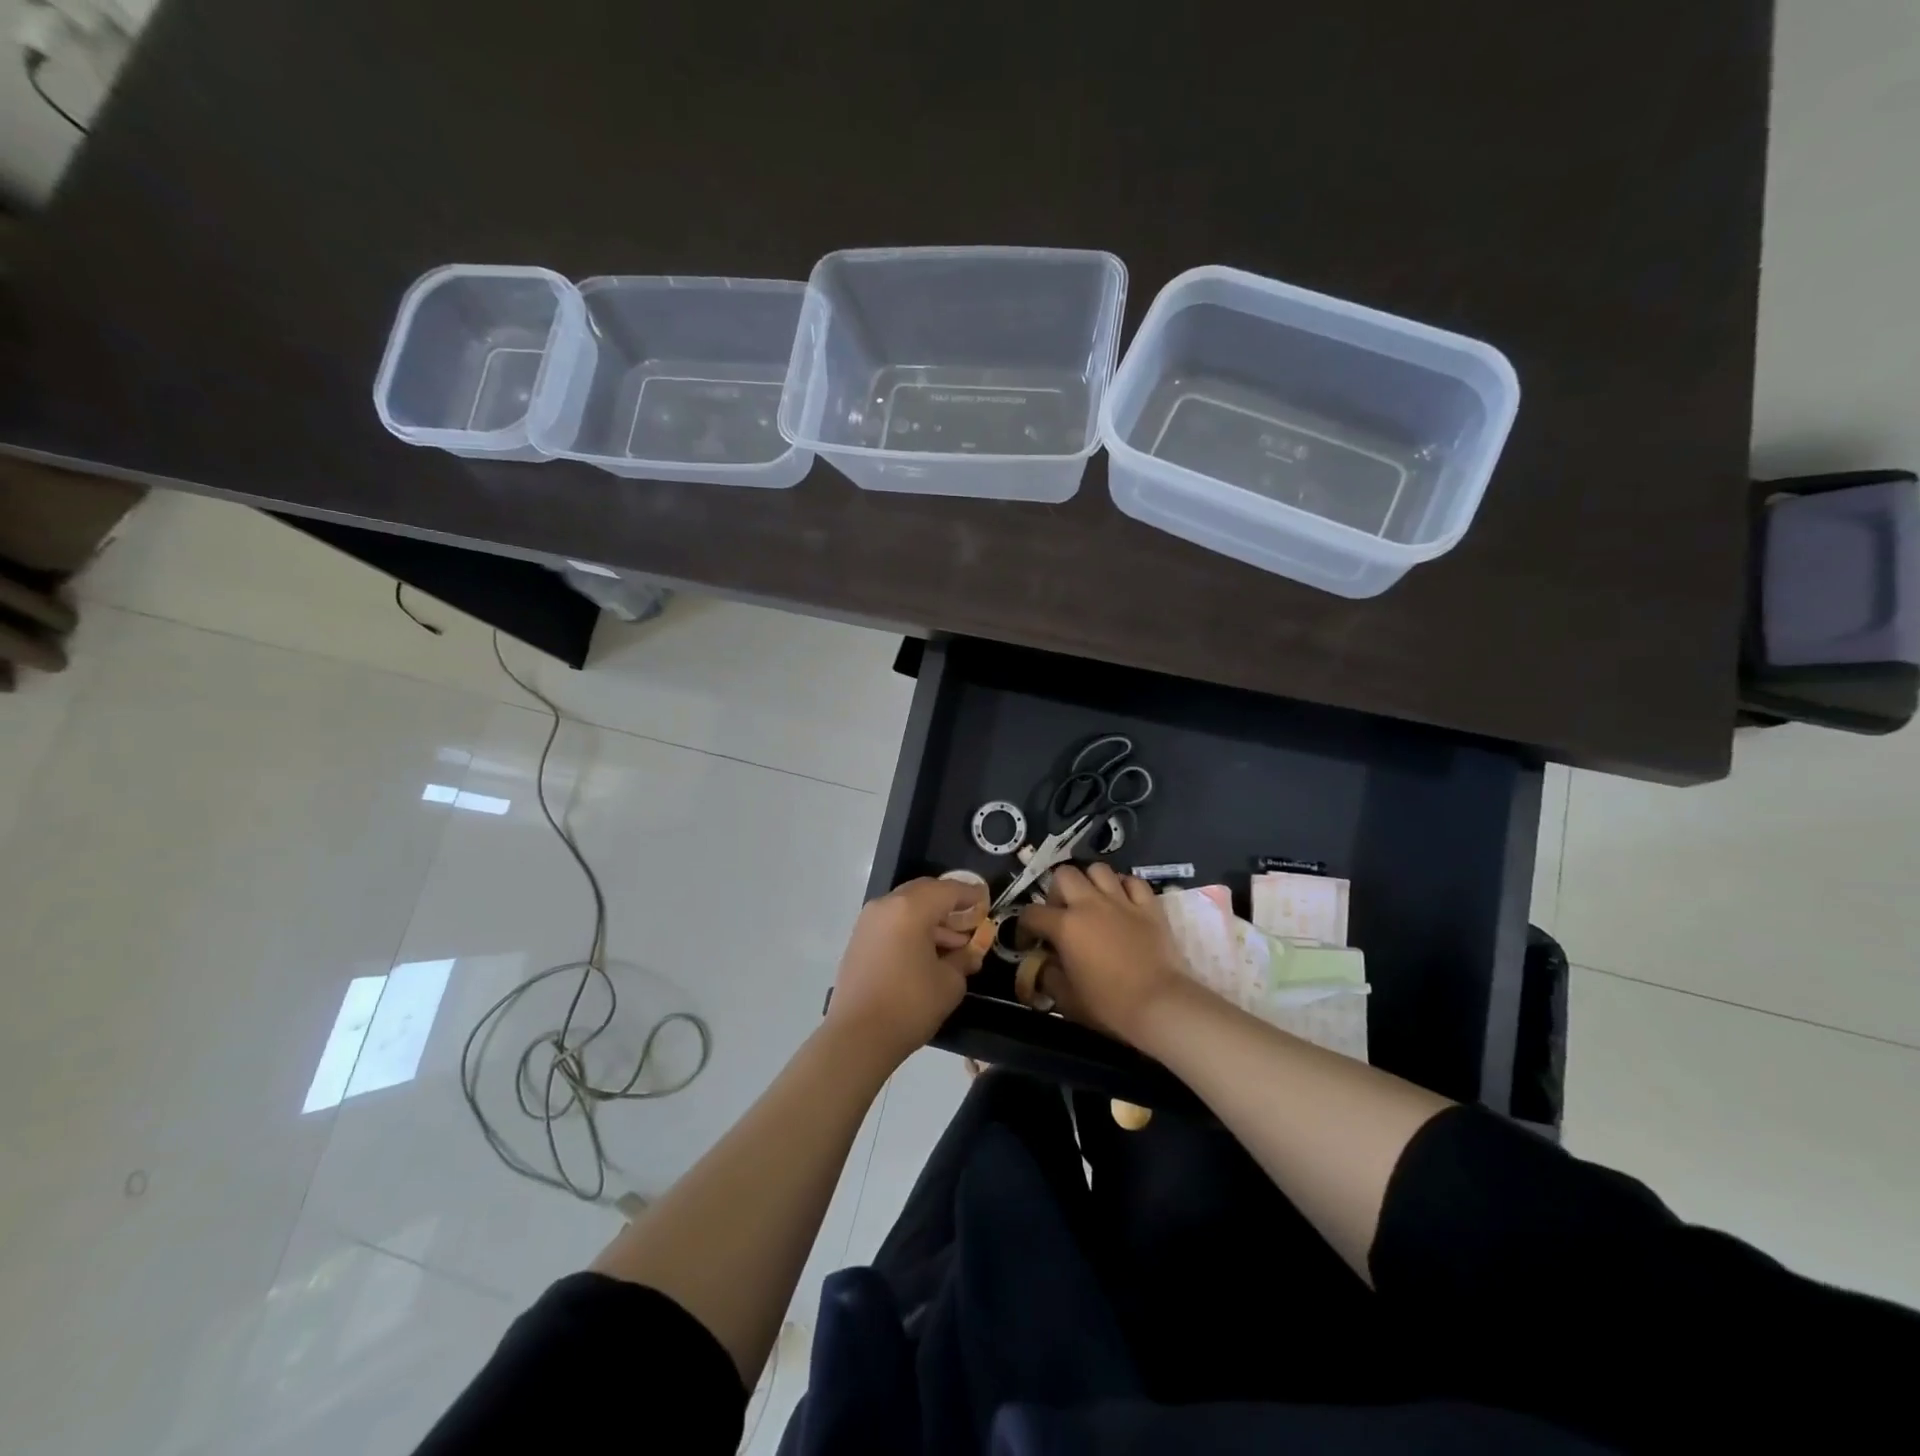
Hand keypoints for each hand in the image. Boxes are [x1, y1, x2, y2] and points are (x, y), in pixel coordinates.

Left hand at [826, 876, 987, 1067]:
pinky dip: (912, 927)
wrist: (856, 1037)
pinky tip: (927, 952)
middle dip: (949, 903)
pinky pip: (892, 921)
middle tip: (970, 921)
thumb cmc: (909, 1005)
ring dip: (931, 918)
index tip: (987, 901)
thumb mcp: (950, 982)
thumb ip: (964, 958)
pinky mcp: (859, 939)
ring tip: (953, 944)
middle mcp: (886, 905)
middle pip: (925, 891)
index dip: (971, 894)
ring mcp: (868, 921)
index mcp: (911, 908)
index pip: (949, 890)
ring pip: (907, 906)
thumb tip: (970, 950)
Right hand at [1019, 863, 1189, 1043]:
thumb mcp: (1067, 999)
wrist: (1160, 1005)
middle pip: (1064, 875)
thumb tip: (1042, 965)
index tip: (1030, 943)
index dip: (1025, 928)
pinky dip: (1124, 887)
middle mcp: (1090, 904)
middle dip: (1057, 891)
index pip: (1032, 913)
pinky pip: (1133, 881)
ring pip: (1098, 870)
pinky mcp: (1149, 906)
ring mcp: (1121, 901)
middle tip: (1062, 914)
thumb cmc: (1109, 1005)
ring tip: (1092, 902)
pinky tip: (1123, 902)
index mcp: (1065, 926)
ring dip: (1090, 882)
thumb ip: (1048, 976)